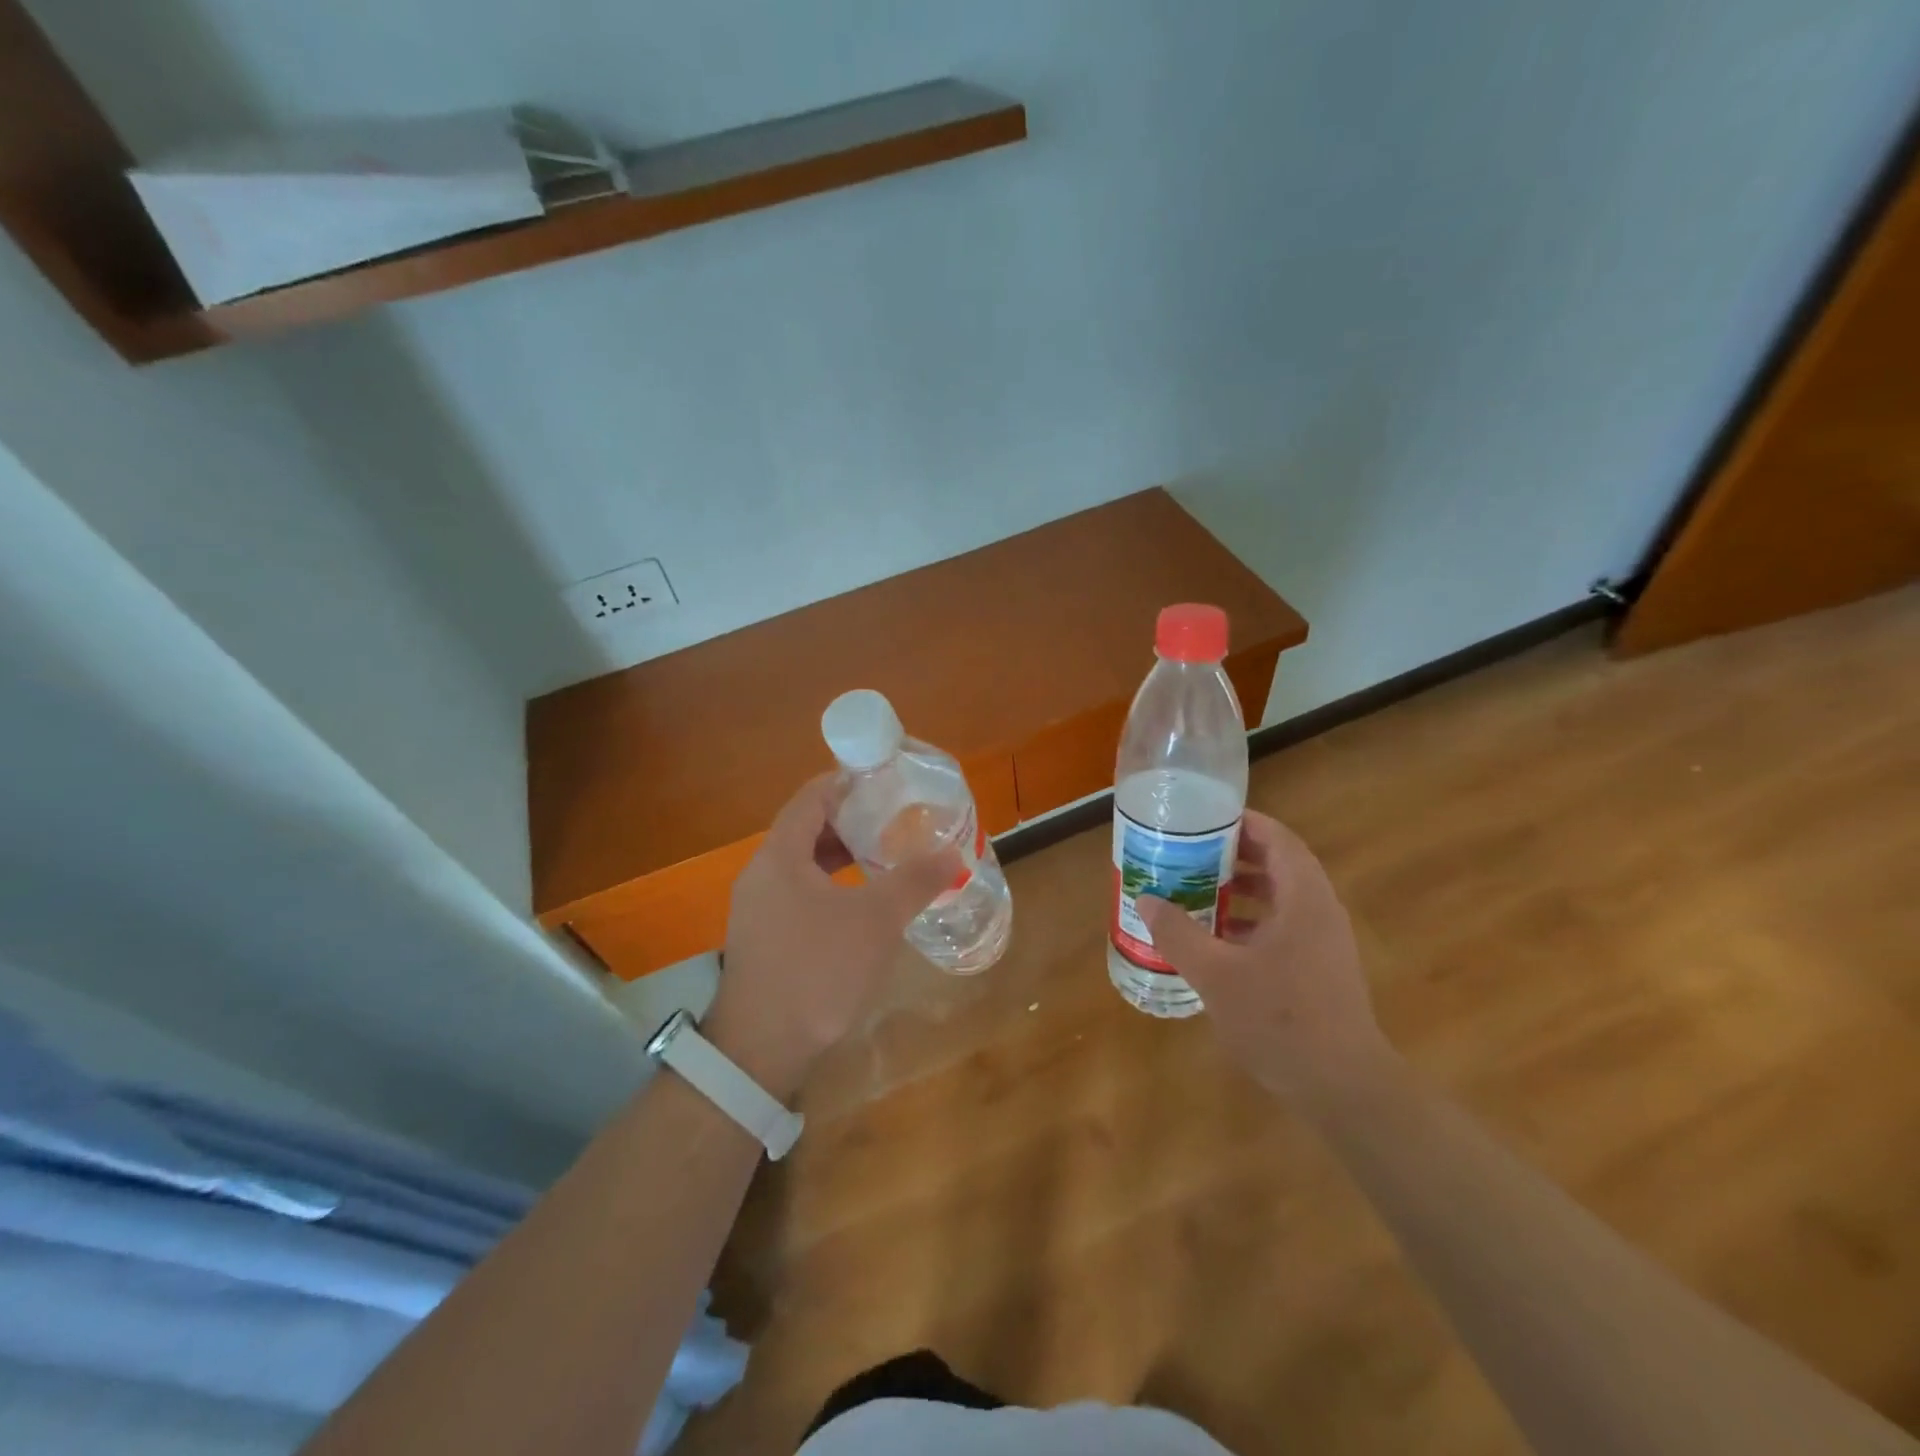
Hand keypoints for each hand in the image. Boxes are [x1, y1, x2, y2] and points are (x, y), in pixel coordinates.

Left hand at [705, 774, 960, 1098]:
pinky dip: (832, 886)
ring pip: (804, 865)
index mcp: (780, 855)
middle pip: (807, 829)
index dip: (848, 783)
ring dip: (842, 856)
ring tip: (885, 857)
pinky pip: (800, 894)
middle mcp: (762, 874)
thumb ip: (915, 880)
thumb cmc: (818, 970)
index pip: (812, 797)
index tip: (886, 781)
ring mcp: (758, 909)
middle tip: (895, 819)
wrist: (760, 1050)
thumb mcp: (877, 920)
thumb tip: (953, 852)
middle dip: (852, 821)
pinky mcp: (764, 939)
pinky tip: (862, 905)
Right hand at [1138, 810, 1392, 1104]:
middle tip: (1191, 852)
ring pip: (1282, 897)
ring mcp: (1324, 943)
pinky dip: (1252, 920)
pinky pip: (1284, 926)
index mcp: (1303, 899)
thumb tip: (1146, 899)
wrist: (1342, 1087)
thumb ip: (1178, 933)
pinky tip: (1218, 941)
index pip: (1278, 838)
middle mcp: (1319, 911)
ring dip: (1243, 889)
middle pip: (1280, 864)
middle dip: (1235, 854)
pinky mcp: (1320, 969)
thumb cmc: (1280, 1019)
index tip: (1204, 819)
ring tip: (1198, 889)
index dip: (1243, 822)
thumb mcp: (1215, 974)